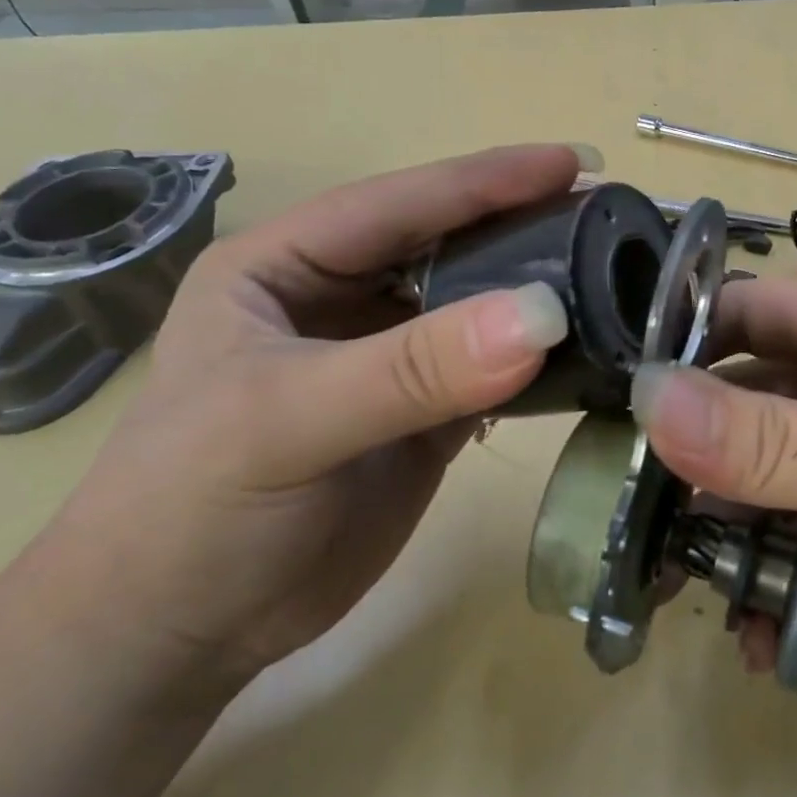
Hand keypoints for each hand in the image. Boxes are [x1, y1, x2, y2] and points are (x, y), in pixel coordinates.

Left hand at [35, 145, 587, 684]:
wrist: (179, 633)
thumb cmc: (193, 509)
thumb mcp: (288, 421)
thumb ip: (413, 367)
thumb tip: (543, 314)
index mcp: (289, 265)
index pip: (401, 204)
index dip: (487, 180)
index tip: (575, 163)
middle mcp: (344, 300)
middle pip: (452, 248)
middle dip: (527, 230)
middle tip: (612, 222)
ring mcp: (390, 363)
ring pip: (479, 311)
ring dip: (540, 298)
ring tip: (617, 279)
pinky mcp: (425, 419)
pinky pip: (494, 375)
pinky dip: (538, 366)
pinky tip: (584, 356)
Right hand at [630, 277, 796, 703]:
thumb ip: (772, 441)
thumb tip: (647, 400)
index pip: (752, 309)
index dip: (682, 344)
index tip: (616, 406)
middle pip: (753, 399)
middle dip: (700, 460)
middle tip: (642, 520)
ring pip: (775, 473)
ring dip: (738, 532)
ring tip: (701, 594)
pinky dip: (781, 570)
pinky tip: (767, 628)